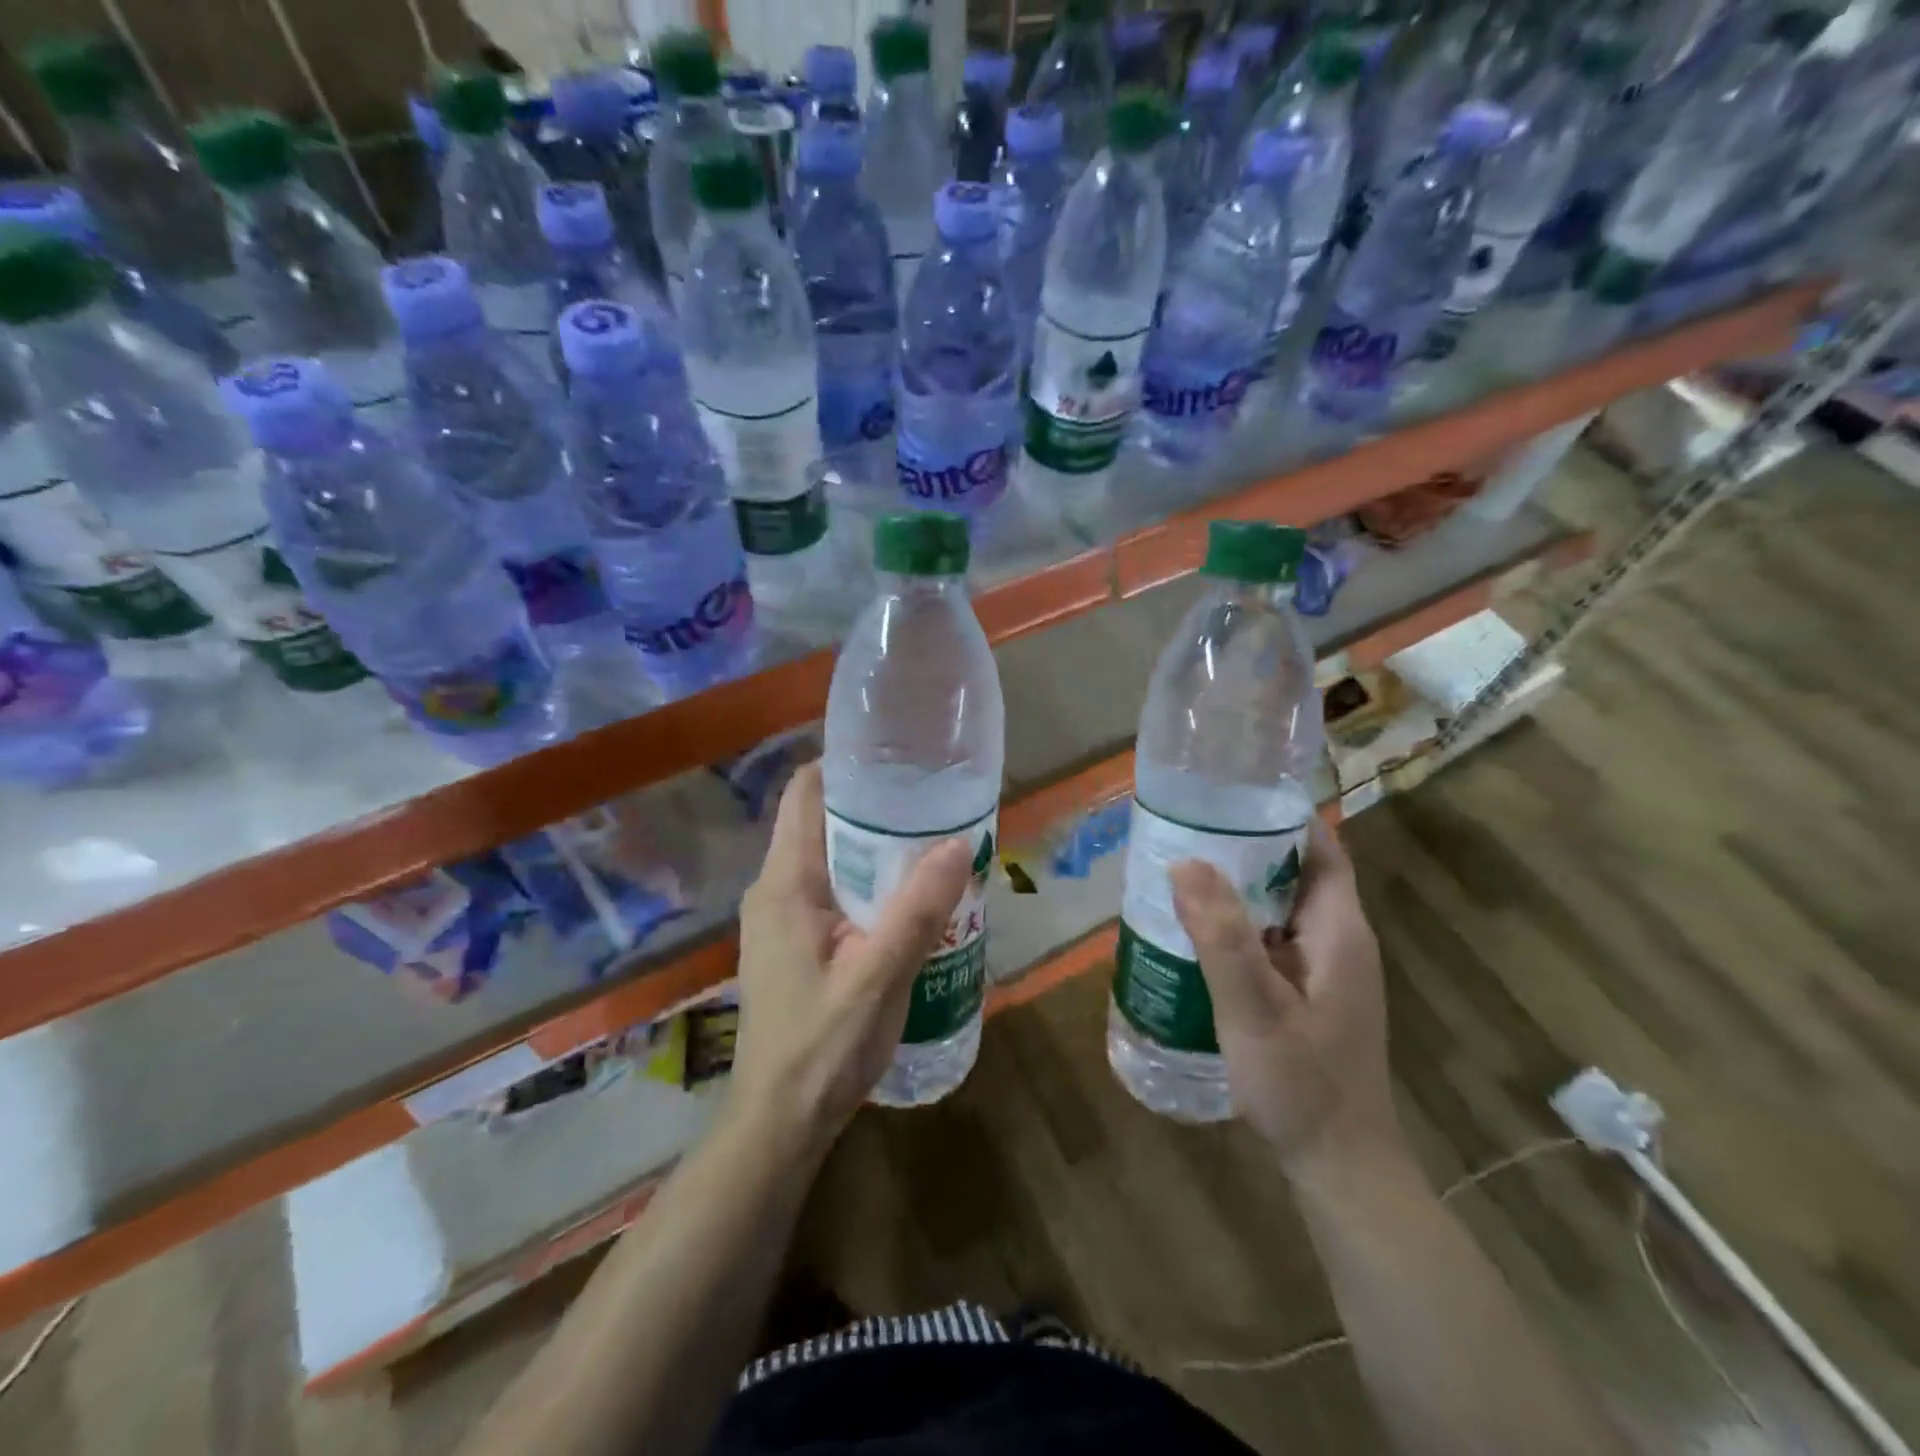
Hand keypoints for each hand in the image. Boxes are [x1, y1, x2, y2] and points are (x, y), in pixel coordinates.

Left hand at [730, 763, 971, 1154]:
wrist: (780, 1122)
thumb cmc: (823, 1048)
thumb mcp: (879, 977)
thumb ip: (918, 910)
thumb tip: (960, 842)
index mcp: (785, 882)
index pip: (805, 792)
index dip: (846, 765)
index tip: (899, 757)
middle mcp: (774, 888)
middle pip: (821, 820)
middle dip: (873, 806)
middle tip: (933, 800)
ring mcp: (780, 916)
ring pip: (828, 856)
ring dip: (874, 846)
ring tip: (930, 840)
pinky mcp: (793, 941)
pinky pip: (830, 889)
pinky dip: (866, 880)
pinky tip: (908, 895)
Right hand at [1170, 817, 1400, 1173]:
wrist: (1339, 1165)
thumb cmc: (1301, 1084)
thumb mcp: (1253, 1008)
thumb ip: (1221, 936)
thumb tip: (1186, 861)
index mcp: (1338, 930)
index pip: (1320, 847)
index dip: (1280, 815)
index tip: (1226, 796)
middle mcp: (1338, 940)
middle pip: (1295, 872)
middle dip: (1246, 846)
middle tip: (1185, 830)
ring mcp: (1325, 969)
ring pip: (1280, 907)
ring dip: (1238, 887)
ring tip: (1181, 870)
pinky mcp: (1309, 993)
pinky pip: (1272, 939)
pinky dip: (1239, 924)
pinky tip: (1197, 933)